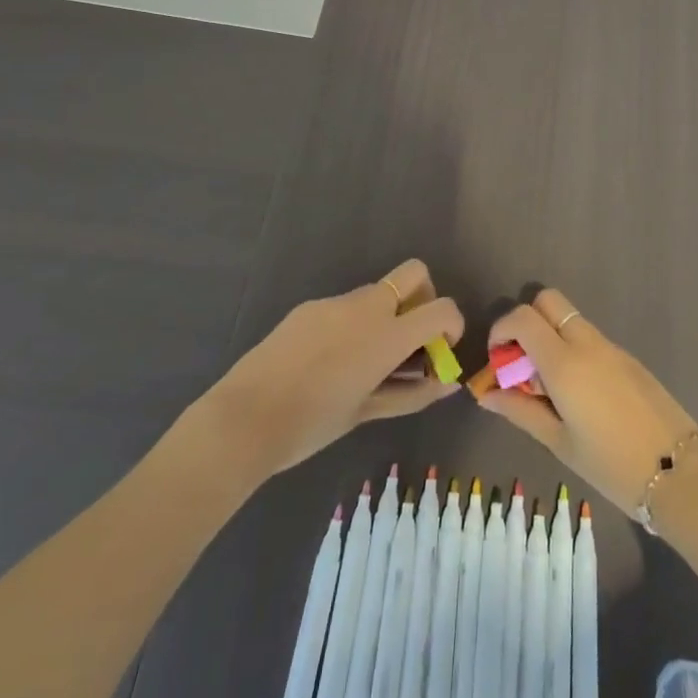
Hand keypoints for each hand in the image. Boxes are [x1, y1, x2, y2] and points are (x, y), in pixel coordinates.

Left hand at [204, 260, 463, 478]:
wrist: (244, 417)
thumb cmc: (312, 424)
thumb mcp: (367, 411)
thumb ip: (413, 394)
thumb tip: (448, 383)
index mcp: (387, 333)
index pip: (442, 307)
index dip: (452, 324)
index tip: (441, 350)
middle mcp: (367, 306)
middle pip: (414, 274)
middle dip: (423, 298)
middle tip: (410, 339)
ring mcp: (335, 302)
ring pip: (376, 292)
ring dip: (385, 315)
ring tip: (363, 362)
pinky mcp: (309, 307)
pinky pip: (344, 306)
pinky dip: (352, 324)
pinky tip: (327, 362)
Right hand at [477, 288, 697, 515]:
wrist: (679, 472)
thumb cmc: (611, 465)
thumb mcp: (559, 443)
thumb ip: (520, 411)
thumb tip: (486, 393)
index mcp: (565, 362)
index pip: (523, 317)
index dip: (501, 329)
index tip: (497, 358)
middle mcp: (587, 343)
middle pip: (548, 300)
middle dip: (526, 320)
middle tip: (521, 362)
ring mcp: (611, 347)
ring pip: (570, 319)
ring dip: (550, 336)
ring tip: (548, 386)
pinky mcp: (629, 358)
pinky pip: (591, 338)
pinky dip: (573, 350)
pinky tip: (579, 394)